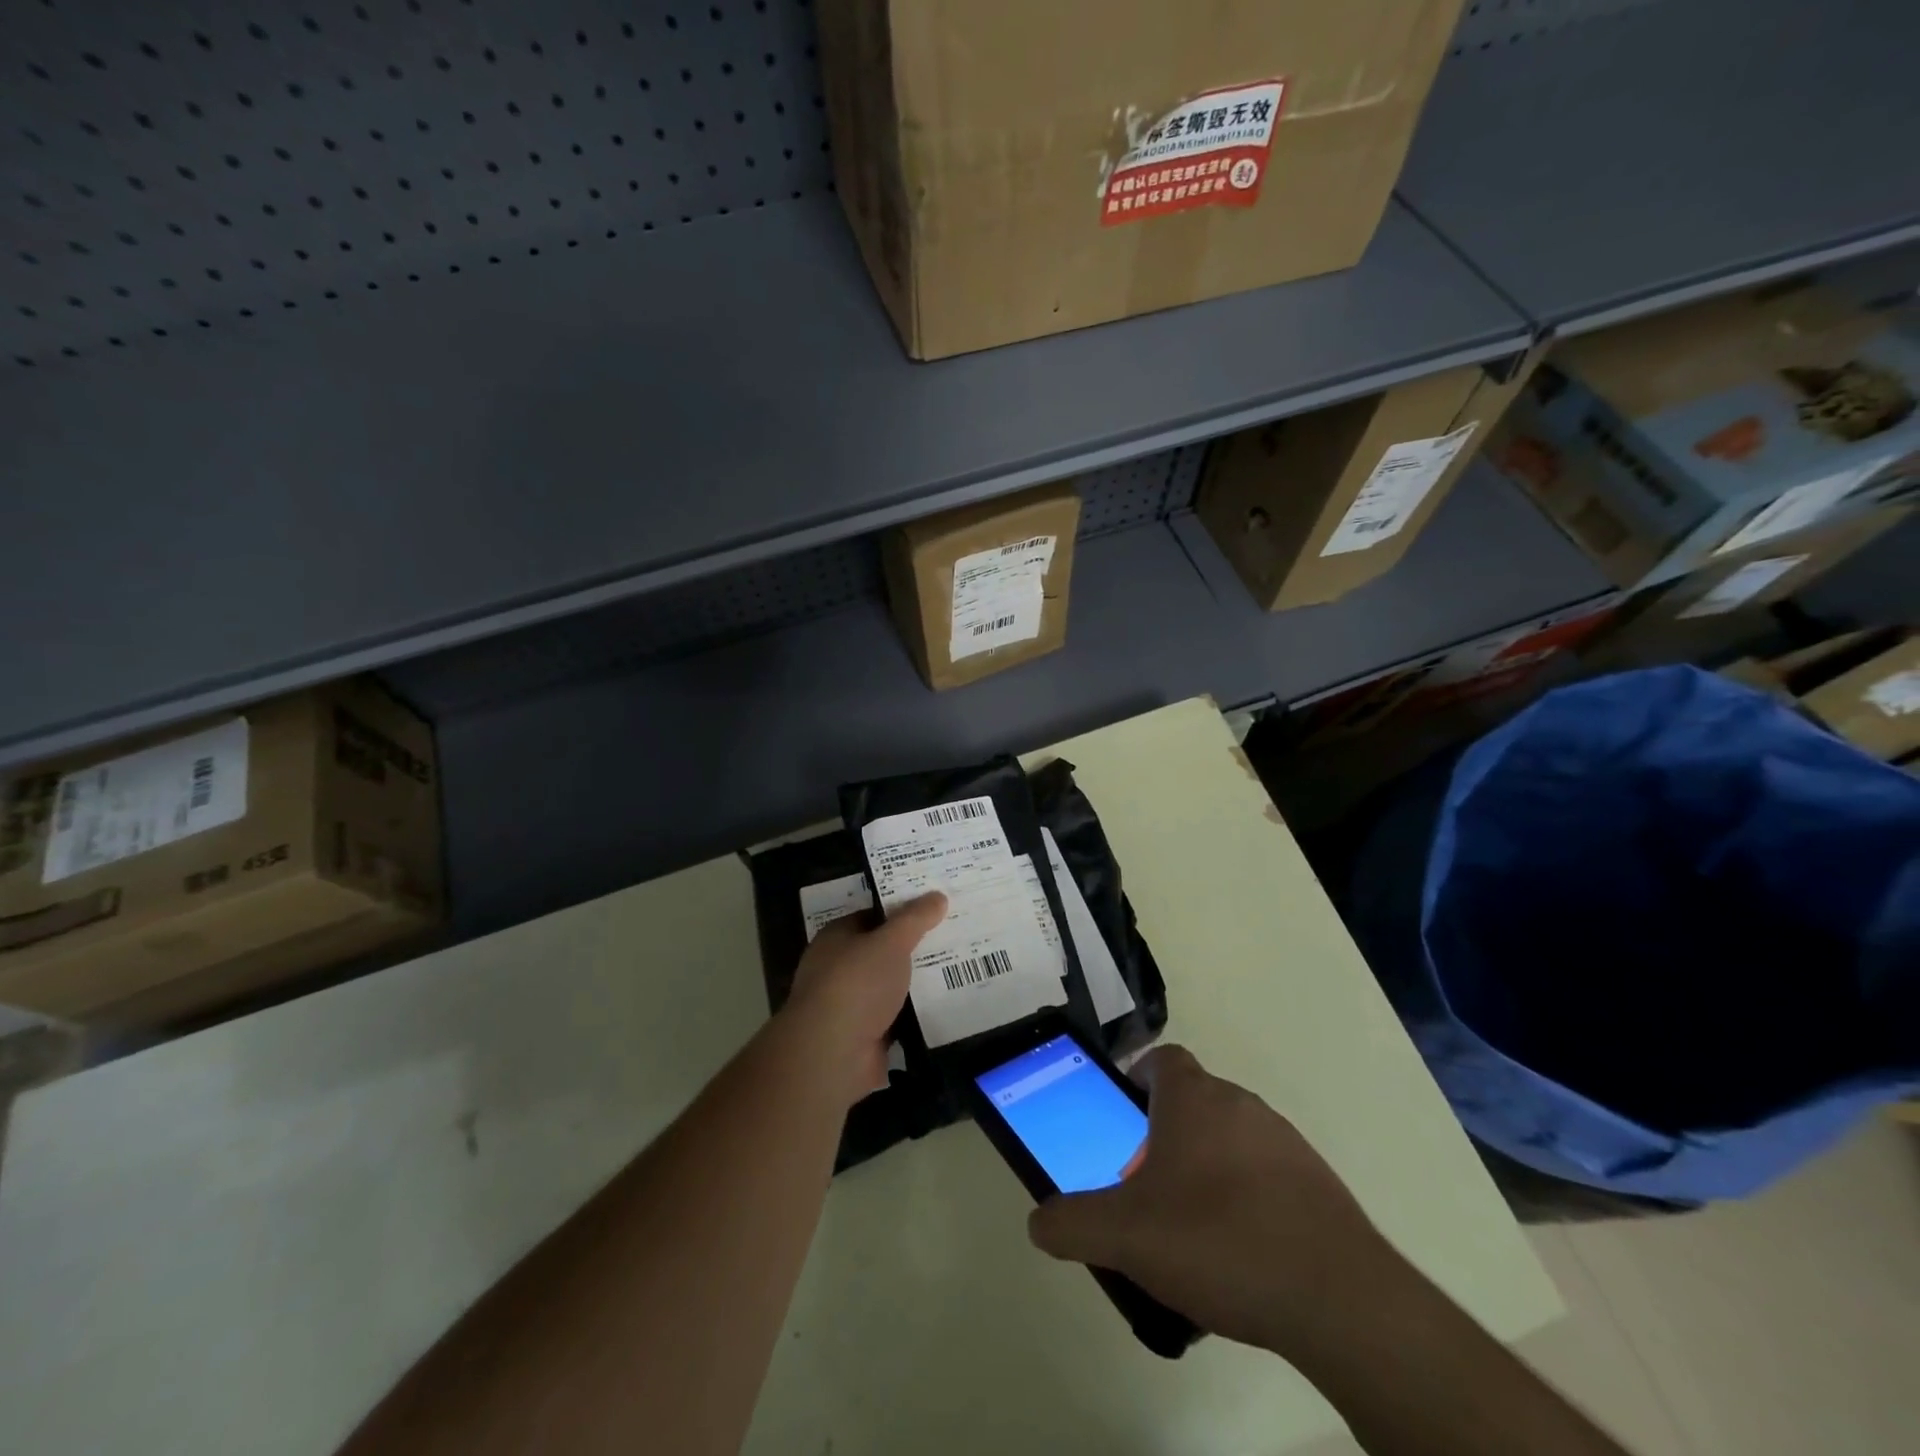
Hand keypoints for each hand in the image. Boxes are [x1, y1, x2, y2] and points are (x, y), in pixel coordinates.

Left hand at [785, 892, 945, 1103]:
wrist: (833, 1053)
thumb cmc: (856, 984)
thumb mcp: (891, 942)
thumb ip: (915, 919)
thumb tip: (937, 896)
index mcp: (836, 938)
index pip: (871, 916)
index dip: (901, 911)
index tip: (934, 908)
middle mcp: (838, 968)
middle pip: (882, 952)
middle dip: (913, 947)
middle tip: (953, 937)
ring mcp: (849, 1005)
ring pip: (890, 986)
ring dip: (916, 983)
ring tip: (958, 969)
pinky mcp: (864, 1036)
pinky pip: (896, 1018)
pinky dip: (915, 1015)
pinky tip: (945, 1007)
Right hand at [1027, 1045, 1397, 1355]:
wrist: (1339, 1298)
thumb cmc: (1218, 1240)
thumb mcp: (1126, 1236)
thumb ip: (1072, 1223)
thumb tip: (1038, 1221)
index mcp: (1193, 1098)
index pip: (1161, 1059)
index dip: (1137, 1079)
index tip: (1123, 1119)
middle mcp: (1239, 1103)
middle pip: (1192, 1101)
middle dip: (1162, 1136)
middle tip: (1145, 1188)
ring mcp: (1284, 1140)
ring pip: (1229, 1137)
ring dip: (1204, 1167)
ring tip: (1190, 1229)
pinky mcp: (1317, 1182)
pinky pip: (1266, 1174)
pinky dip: (1245, 1197)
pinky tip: (1239, 1252)